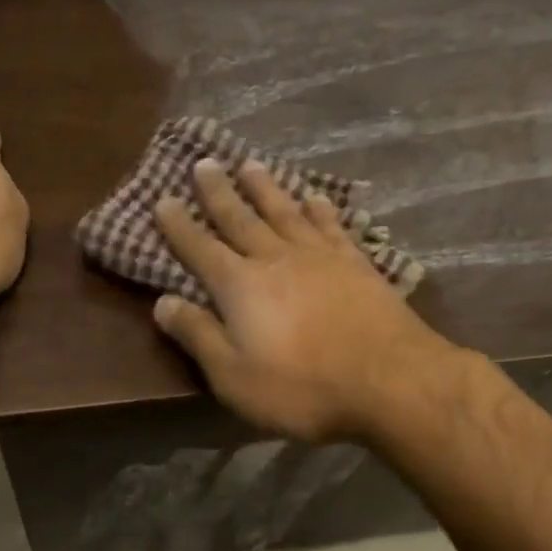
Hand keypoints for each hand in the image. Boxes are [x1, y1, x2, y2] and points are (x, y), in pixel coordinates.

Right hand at [154, 159, 453, 441]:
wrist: (389, 381)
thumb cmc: (301, 387)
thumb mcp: (233, 376)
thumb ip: (198, 335)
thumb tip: (162, 302)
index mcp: (240, 286)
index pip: (200, 249)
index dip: (179, 226)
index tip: (162, 200)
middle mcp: (276, 259)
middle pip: (241, 218)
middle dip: (218, 192)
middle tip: (204, 163)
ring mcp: (320, 257)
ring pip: (285, 212)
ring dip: (265, 187)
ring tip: (250, 164)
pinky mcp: (356, 264)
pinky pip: (331, 226)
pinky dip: (319, 209)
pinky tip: (314, 197)